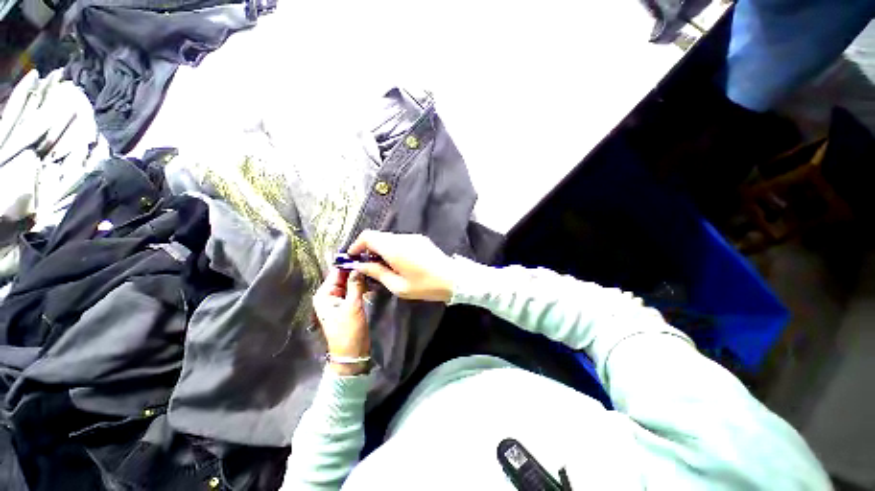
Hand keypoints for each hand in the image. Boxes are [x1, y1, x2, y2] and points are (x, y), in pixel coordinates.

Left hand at [312, 268, 369, 375]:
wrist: (352, 353)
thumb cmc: (348, 331)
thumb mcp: (352, 306)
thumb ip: (355, 285)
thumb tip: (358, 266)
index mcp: (324, 294)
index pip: (336, 272)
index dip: (348, 263)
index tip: (363, 253)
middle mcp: (330, 294)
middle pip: (344, 276)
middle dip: (356, 269)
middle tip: (372, 260)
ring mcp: (340, 299)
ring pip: (351, 282)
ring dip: (361, 277)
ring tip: (375, 267)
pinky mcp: (349, 303)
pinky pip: (355, 289)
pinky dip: (362, 285)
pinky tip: (373, 280)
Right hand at [348, 231, 453, 301]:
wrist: (453, 279)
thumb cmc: (425, 285)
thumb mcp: (398, 286)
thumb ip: (377, 272)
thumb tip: (360, 265)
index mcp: (394, 248)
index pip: (368, 236)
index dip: (357, 245)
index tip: (352, 257)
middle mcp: (402, 238)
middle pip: (378, 236)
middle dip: (368, 248)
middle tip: (367, 265)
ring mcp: (412, 237)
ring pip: (389, 238)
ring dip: (381, 249)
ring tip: (382, 266)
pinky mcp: (420, 239)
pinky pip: (400, 240)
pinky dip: (392, 248)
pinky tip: (397, 262)